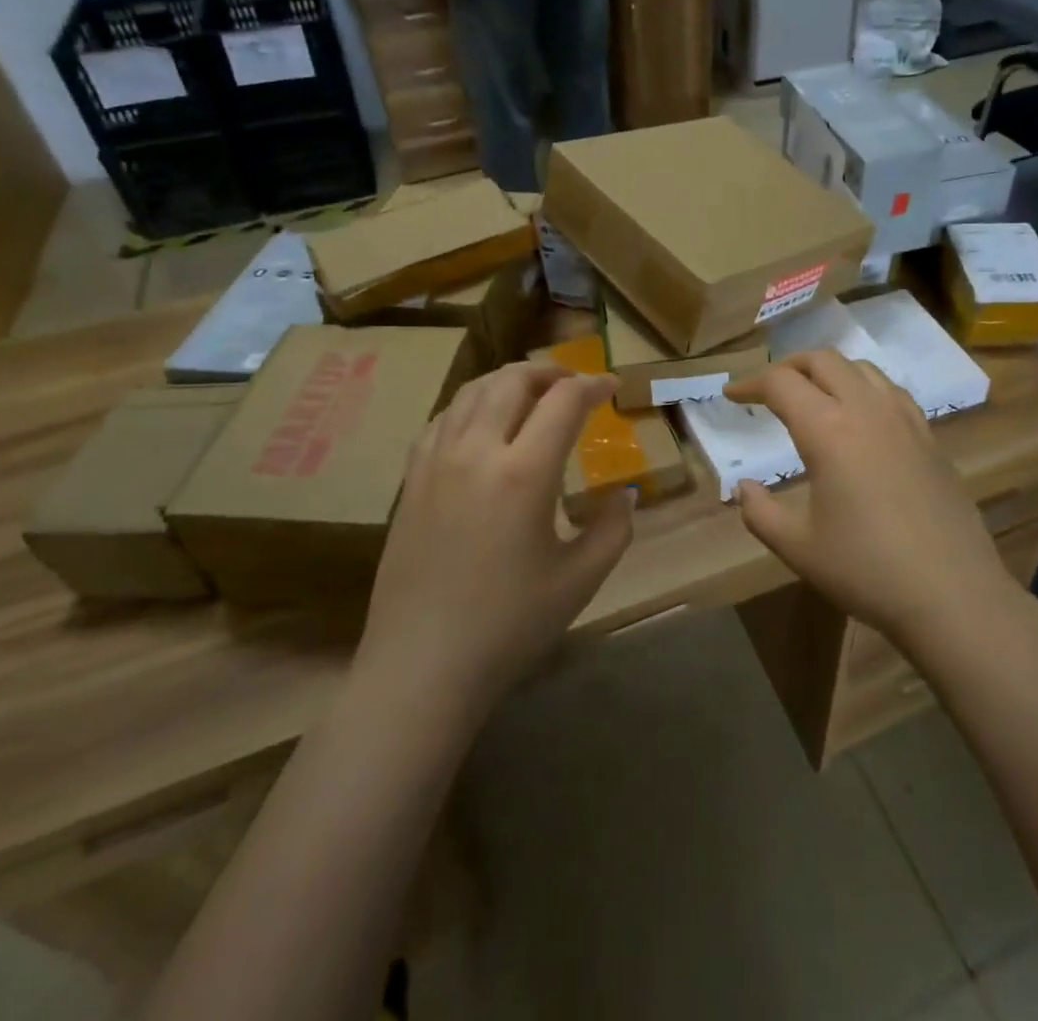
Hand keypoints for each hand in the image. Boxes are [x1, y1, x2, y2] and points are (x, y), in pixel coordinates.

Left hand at [358, 363, 633, 710]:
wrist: (421, 665)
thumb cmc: (509, 626)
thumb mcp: (581, 579)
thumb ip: (614, 528)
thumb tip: (625, 494)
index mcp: (524, 472)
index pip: (564, 401)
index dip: (593, 385)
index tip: (612, 387)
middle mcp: (477, 451)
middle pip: (513, 381)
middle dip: (550, 371)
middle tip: (573, 383)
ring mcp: (436, 461)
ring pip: (472, 391)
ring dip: (508, 381)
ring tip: (532, 392)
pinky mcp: (412, 479)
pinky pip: (443, 418)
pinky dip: (472, 404)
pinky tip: (483, 424)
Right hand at [725, 351, 1019, 650]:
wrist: (953, 594)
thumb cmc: (866, 570)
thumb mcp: (798, 547)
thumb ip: (759, 512)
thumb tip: (742, 487)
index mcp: (828, 430)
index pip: (781, 383)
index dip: (750, 384)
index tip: (731, 396)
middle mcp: (866, 410)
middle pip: (822, 360)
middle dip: (788, 366)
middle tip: (767, 389)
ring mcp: (904, 419)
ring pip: (860, 368)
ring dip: (828, 371)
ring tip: (812, 396)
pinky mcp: (929, 437)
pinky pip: (890, 391)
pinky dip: (863, 387)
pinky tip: (860, 417)